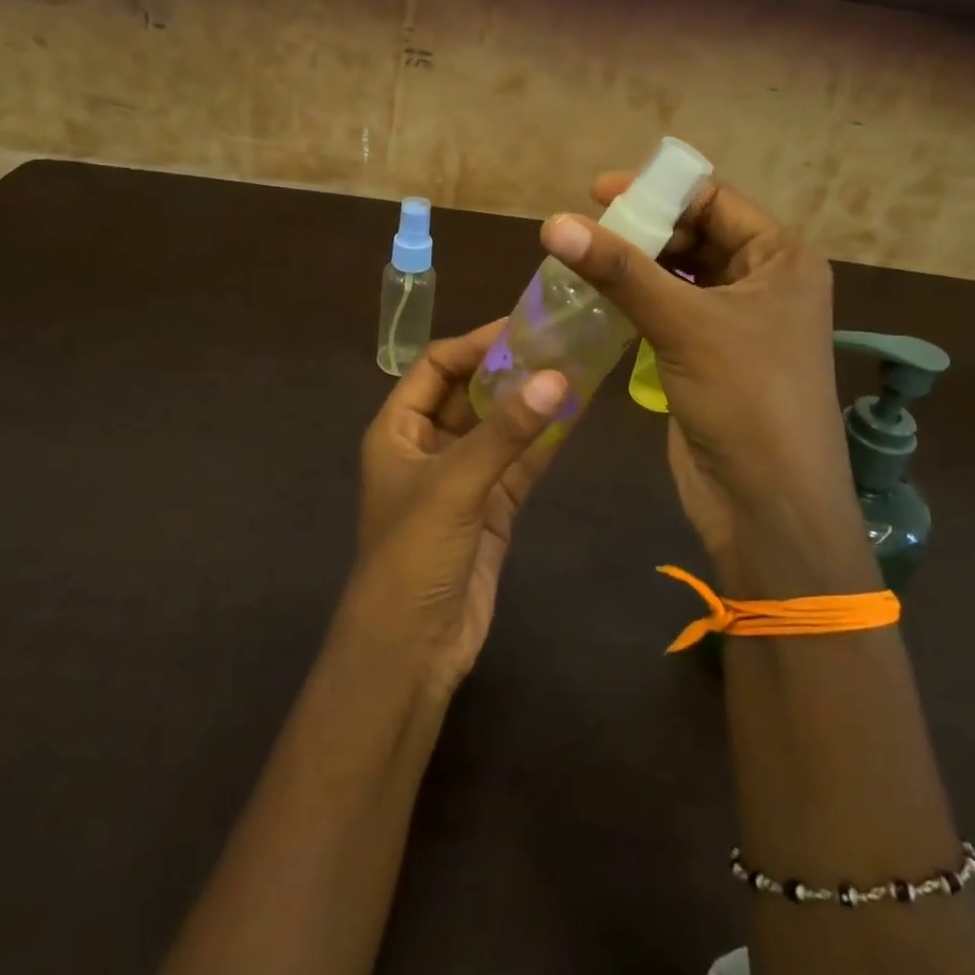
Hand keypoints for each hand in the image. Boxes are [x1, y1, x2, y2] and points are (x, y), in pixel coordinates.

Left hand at [348, 320, 568, 693]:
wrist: (413, 649)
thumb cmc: (414, 553)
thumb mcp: (454, 484)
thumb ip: (506, 432)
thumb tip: (557, 376)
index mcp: (398, 429)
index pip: (436, 366)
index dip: (475, 343)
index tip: (523, 326)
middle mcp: (428, 445)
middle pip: (471, 392)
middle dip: (510, 368)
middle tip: (560, 341)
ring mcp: (462, 477)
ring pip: (500, 427)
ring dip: (532, 402)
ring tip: (577, 367)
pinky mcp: (492, 508)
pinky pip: (520, 462)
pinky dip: (545, 441)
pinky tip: (577, 415)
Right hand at [538, 171, 876, 593]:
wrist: (768, 506)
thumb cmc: (746, 400)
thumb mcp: (684, 324)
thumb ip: (619, 270)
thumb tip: (553, 223)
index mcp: (781, 258)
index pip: (714, 200)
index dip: (656, 191)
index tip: (595, 192)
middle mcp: (764, 282)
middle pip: (693, 235)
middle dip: (640, 231)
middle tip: (580, 231)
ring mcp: (736, 322)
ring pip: (677, 275)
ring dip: (633, 268)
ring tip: (579, 261)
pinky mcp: (709, 356)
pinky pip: (668, 311)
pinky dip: (635, 303)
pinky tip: (596, 301)